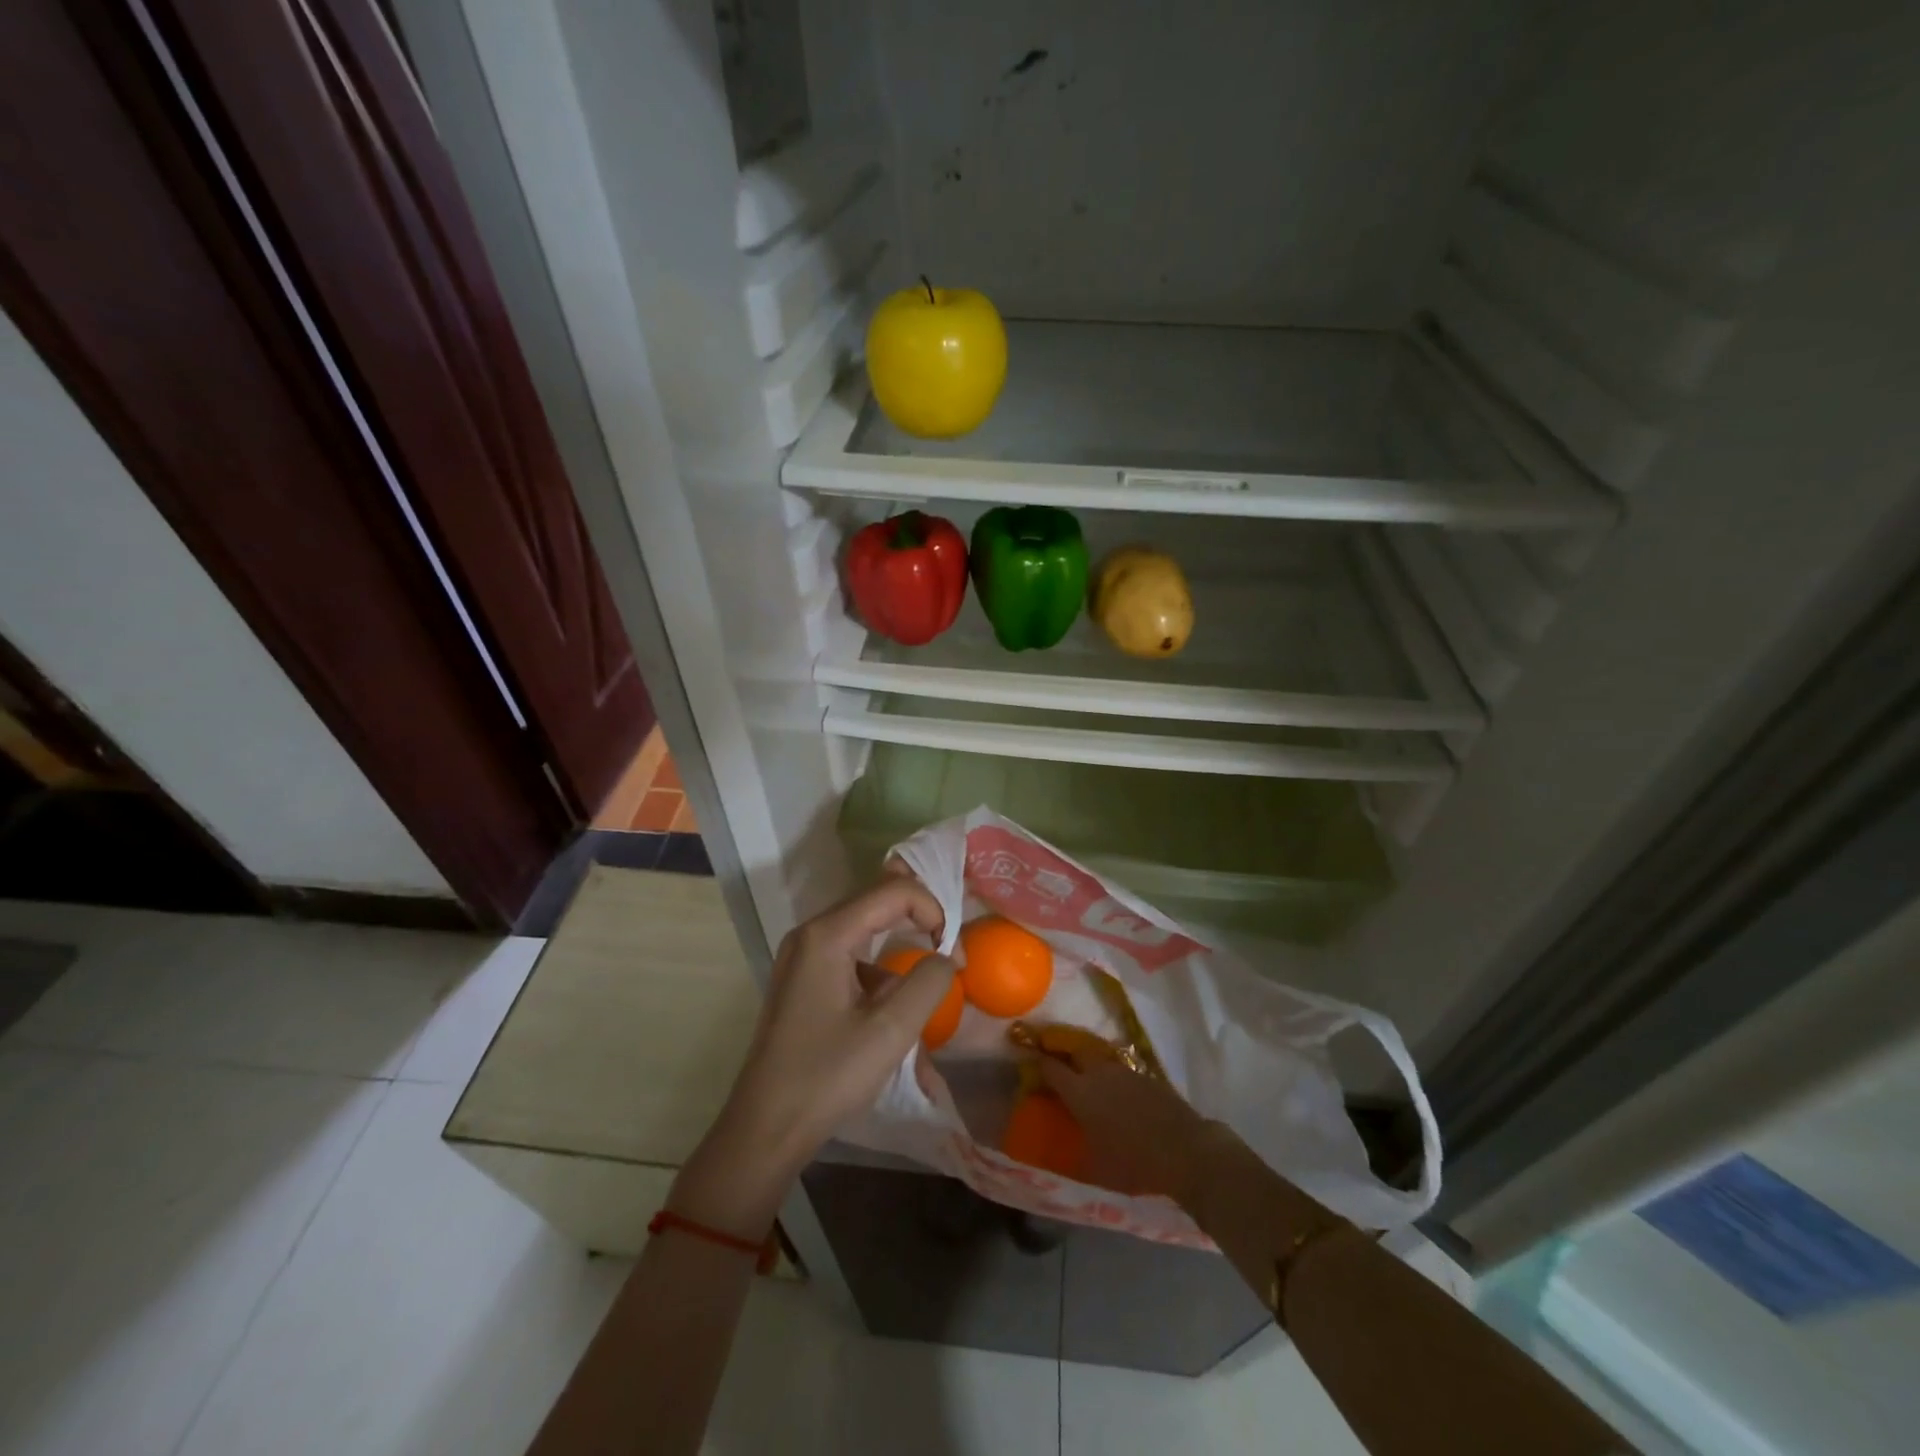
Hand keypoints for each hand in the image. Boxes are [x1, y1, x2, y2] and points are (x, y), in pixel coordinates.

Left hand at [670, 878, 951, 1235]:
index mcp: (827, 935)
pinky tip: (889, 1010)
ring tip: (923, 983)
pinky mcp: (802, 978)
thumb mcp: (890, 1030)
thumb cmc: (827, 1077)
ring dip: (899, 944)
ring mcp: (801, 955)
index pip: (893, 890)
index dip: (932, 909)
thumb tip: (947, 955)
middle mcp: (810, 933)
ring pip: (864, 927)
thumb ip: (928, 981)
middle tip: (948, 952)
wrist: (765, 1129)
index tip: (952, 951)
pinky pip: (850, 955)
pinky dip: (878, 970)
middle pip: (876, 900)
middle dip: (918, 917)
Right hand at [1037, 1051, 1214, 1203]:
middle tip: (1058, 1064)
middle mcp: (1099, 1073)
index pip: (1051, 1068)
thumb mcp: (1095, 1168)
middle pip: (1075, 1051)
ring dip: (1090, 1065)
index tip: (1030, 1065)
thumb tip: (1060, 1154)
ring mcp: (1125, 1072)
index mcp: (1080, 1091)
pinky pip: (1122, 1071)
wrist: (1185, 1151)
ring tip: (1088, 1081)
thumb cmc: (1133, 1163)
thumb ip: (1075, 1153)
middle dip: (1064, 1054)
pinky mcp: (1148, 1077)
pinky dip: (1114, 1078)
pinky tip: (1118, 1094)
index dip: (1039, 1064)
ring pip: (1100, 1060)